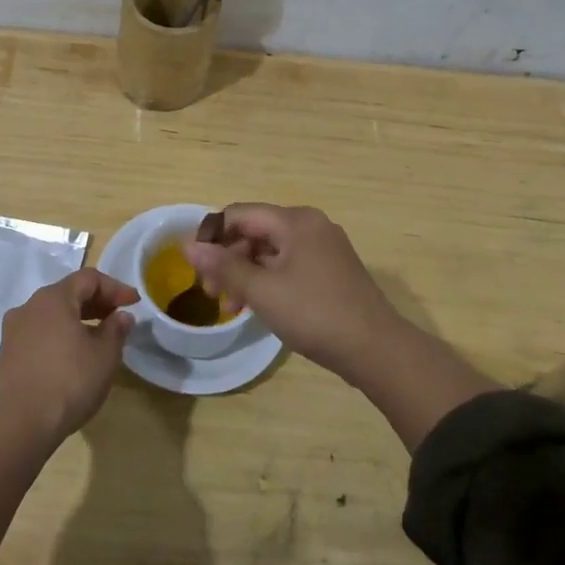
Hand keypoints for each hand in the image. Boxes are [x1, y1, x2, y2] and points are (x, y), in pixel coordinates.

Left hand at [0, 269, 138, 444]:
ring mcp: (14, 330)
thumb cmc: (69, 381)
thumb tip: (121, 316)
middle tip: (119, 317)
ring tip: (99, 337)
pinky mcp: (8, 354)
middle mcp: (30, 306)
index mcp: (53, 298)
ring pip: (52, 314)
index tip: (134, 303)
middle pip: (68, 293)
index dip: (115, 287)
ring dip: (78, 319)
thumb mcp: (104, 356)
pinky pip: (40, 332)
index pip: (89, 279)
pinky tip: (73, 355)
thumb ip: (116, 329)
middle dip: (96, 302)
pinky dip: (60, 335)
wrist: (20, 424)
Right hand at [184, 204, 400, 382]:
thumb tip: (188, 246)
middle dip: (227, 259)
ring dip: (245, 273)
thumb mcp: (263, 291)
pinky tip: (257, 307)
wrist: (377, 350)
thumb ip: (223, 266)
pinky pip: (288, 265)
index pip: (239, 214)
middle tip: (210, 292)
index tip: (194, 266)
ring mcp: (324, 248)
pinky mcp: (331, 270)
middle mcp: (310, 225)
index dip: (212, 235)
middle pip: (255, 231)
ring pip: (270, 251)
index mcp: (295, 221)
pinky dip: (267, 281)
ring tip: (230, 307)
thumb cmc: (315, 314)